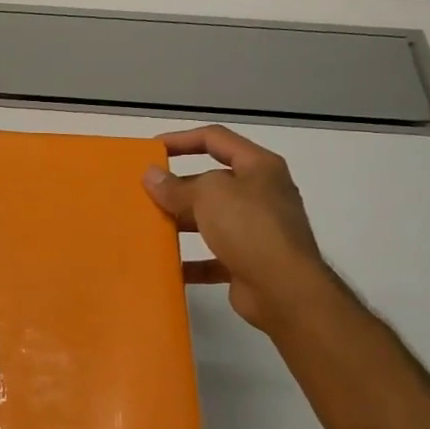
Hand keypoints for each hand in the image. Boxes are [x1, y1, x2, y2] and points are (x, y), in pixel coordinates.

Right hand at [143, 126, 335, 335]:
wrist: (284, 289)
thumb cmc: (250, 227)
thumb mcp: (208, 196)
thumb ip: (176, 186)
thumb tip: (151, 176)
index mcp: (259, 167)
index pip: (215, 139)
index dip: (181, 139)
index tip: (152, 151)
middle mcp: (262, 194)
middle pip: (213, 181)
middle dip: (178, 186)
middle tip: (145, 192)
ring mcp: (258, 230)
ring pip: (212, 219)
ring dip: (182, 222)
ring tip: (150, 226)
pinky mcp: (250, 262)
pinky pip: (214, 257)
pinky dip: (192, 261)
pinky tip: (168, 265)